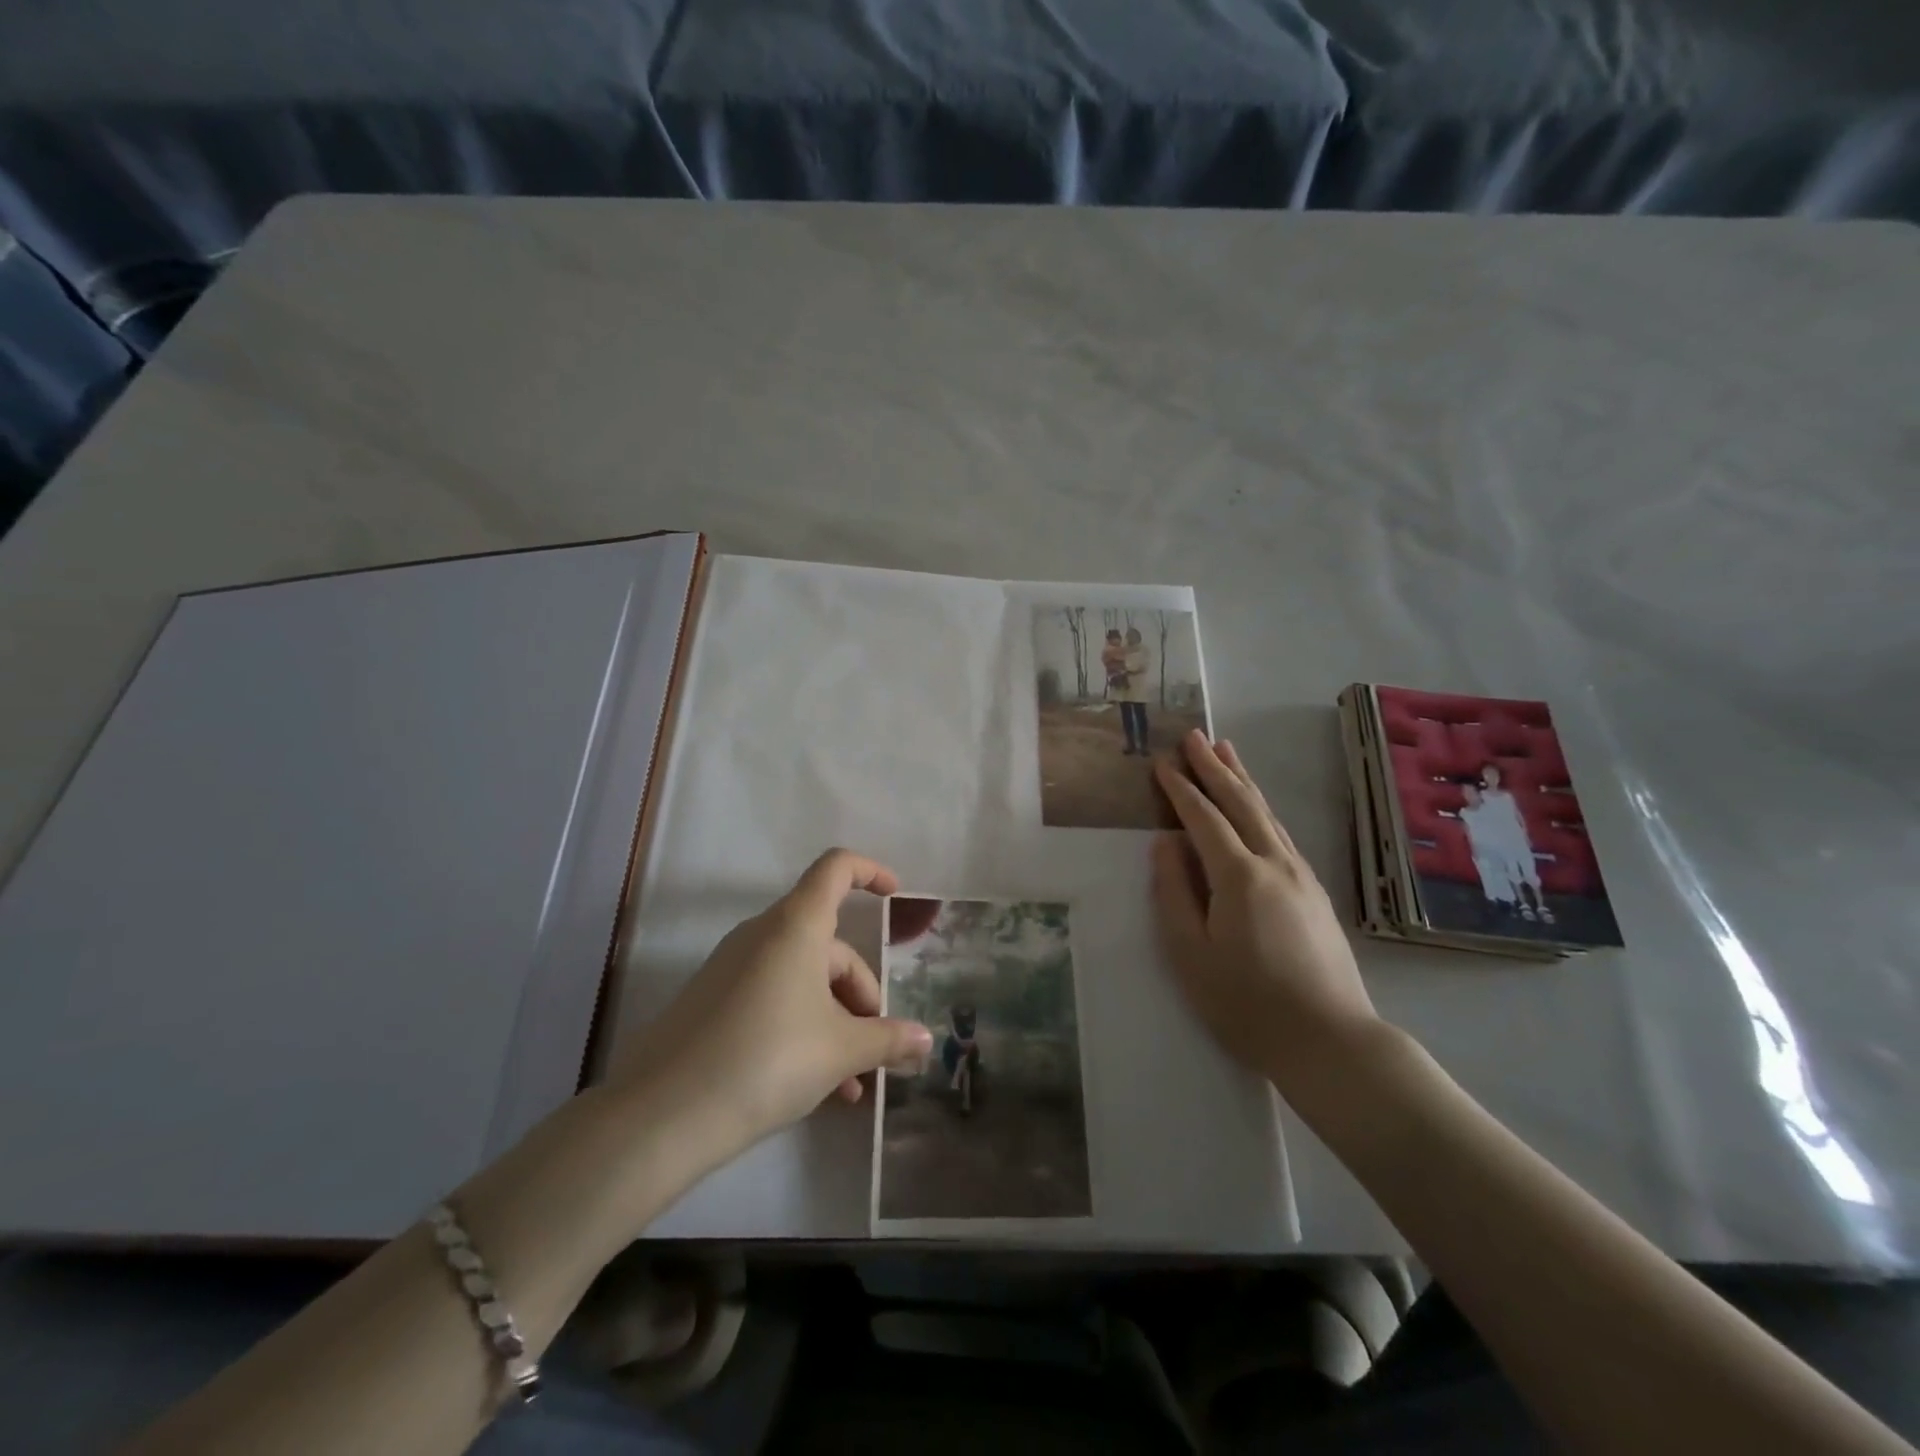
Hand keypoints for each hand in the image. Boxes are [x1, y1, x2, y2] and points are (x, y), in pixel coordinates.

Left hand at [610, 850, 932, 1160]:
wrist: (662, 1115)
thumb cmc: (768, 1060)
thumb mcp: (840, 1051)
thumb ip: (888, 1040)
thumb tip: (925, 1040)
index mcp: (796, 926)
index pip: (836, 869)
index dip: (870, 871)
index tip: (895, 895)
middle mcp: (763, 935)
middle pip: (830, 947)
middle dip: (861, 995)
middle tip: (876, 1049)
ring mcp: (734, 968)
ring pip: (804, 980)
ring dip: (835, 1022)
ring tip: (852, 1084)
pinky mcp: (714, 1002)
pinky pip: (774, 999)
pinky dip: (803, 1029)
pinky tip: (818, 1088)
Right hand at [1152, 732, 1378, 1093]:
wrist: (1331, 1042)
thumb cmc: (1246, 1003)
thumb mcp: (1190, 953)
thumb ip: (1174, 893)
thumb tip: (1165, 844)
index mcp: (1239, 876)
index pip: (1203, 819)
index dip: (1180, 789)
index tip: (1161, 762)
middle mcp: (1274, 863)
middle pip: (1241, 803)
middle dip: (1214, 767)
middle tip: (1194, 736)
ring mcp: (1301, 876)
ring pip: (1267, 814)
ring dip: (1243, 780)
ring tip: (1226, 751)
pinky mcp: (1315, 893)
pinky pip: (1282, 833)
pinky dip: (1262, 808)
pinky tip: (1257, 808)